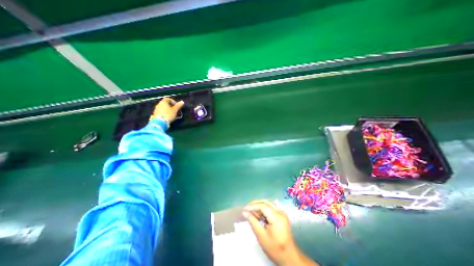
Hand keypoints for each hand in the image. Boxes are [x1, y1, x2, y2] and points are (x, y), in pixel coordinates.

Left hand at [151, 97, 183, 122]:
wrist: (160, 122)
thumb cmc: (168, 114)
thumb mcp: (175, 110)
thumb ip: (178, 105)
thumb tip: (182, 101)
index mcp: (163, 102)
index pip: (168, 99)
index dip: (173, 101)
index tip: (177, 106)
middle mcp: (159, 104)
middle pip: (165, 103)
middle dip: (171, 106)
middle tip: (175, 110)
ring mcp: (156, 109)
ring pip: (163, 108)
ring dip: (168, 110)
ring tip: (172, 114)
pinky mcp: (155, 114)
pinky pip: (161, 112)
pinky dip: (165, 113)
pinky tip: (168, 117)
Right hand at [244, 200, 318, 265]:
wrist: (289, 256)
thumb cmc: (274, 248)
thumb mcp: (261, 236)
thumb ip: (253, 222)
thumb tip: (244, 212)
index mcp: (276, 217)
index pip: (262, 206)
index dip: (252, 206)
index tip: (244, 209)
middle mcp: (280, 212)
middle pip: (265, 202)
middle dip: (255, 204)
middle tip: (246, 209)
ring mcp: (282, 213)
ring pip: (268, 203)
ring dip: (259, 206)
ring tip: (251, 212)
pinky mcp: (281, 215)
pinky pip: (271, 207)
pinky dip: (263, 209)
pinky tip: (259, 214)